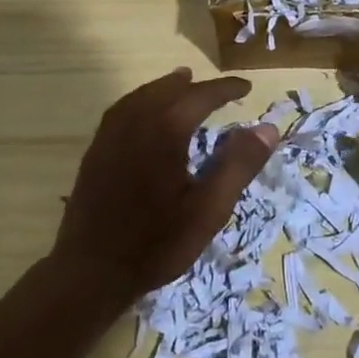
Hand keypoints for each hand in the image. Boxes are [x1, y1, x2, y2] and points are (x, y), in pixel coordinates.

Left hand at [51, 68, 277, 305]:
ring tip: (182, 84)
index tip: (246, 88)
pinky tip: (144, 113)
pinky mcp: (96, 150)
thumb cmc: (157, 243)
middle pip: (169, 89)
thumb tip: (267, 128)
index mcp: (166, 129)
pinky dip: (142, 100)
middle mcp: (137, 121)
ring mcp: (111, 134)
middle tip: (219, 91)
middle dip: (196, 86)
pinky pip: (123, 109)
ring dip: (167, 88)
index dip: (226, 89)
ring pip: (143, 95)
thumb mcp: (209, 208)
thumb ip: (239, 164)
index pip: (202, 95)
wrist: (90, 272)